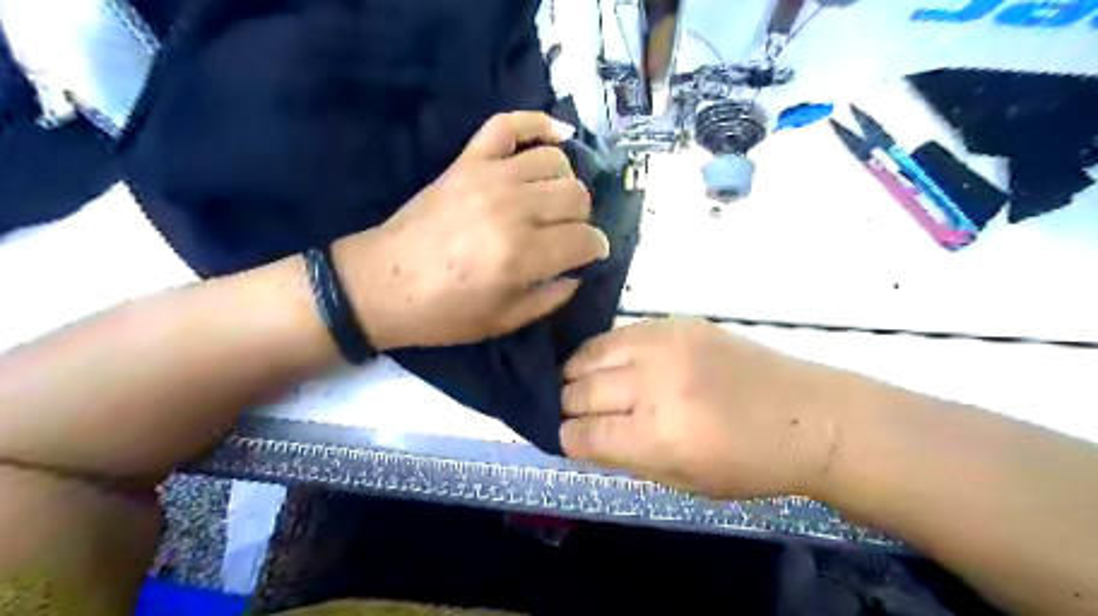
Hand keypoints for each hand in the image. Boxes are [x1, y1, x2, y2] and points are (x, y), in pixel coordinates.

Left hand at [331, 111, 607, 349]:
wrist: (380, 284)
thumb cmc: (443, 312)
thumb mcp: (504, 321)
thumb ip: (552, 298)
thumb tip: (579, 271)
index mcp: (521, 256)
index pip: (585, 239)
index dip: (596, 249)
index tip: (592, 255)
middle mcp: (512, 209)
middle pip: (577, 197)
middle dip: (582, 220)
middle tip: (567, 234)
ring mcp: (488, 177)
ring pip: (556, 163)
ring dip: (565, 184)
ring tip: (554, 202)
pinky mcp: (467, 161)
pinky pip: (509, 125)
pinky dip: (538, 123)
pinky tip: (558, 135)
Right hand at [561, 319, 869, 496]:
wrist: (806, 415)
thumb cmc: (748, 463)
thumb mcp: (681, 481)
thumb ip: (624, 457)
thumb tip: (582, 437)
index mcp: (656, 436)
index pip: (582, 434)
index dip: (568, 438)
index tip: (569, 438)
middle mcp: (653, 386)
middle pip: (579, 391)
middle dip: (567, 406)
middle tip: (575, 412)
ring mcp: (664, 347)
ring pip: (589, 354)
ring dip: (578, 373)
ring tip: (582, 382)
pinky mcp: (675, 324)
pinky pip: (618, 332)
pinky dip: (603, 350)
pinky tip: (609, 362)